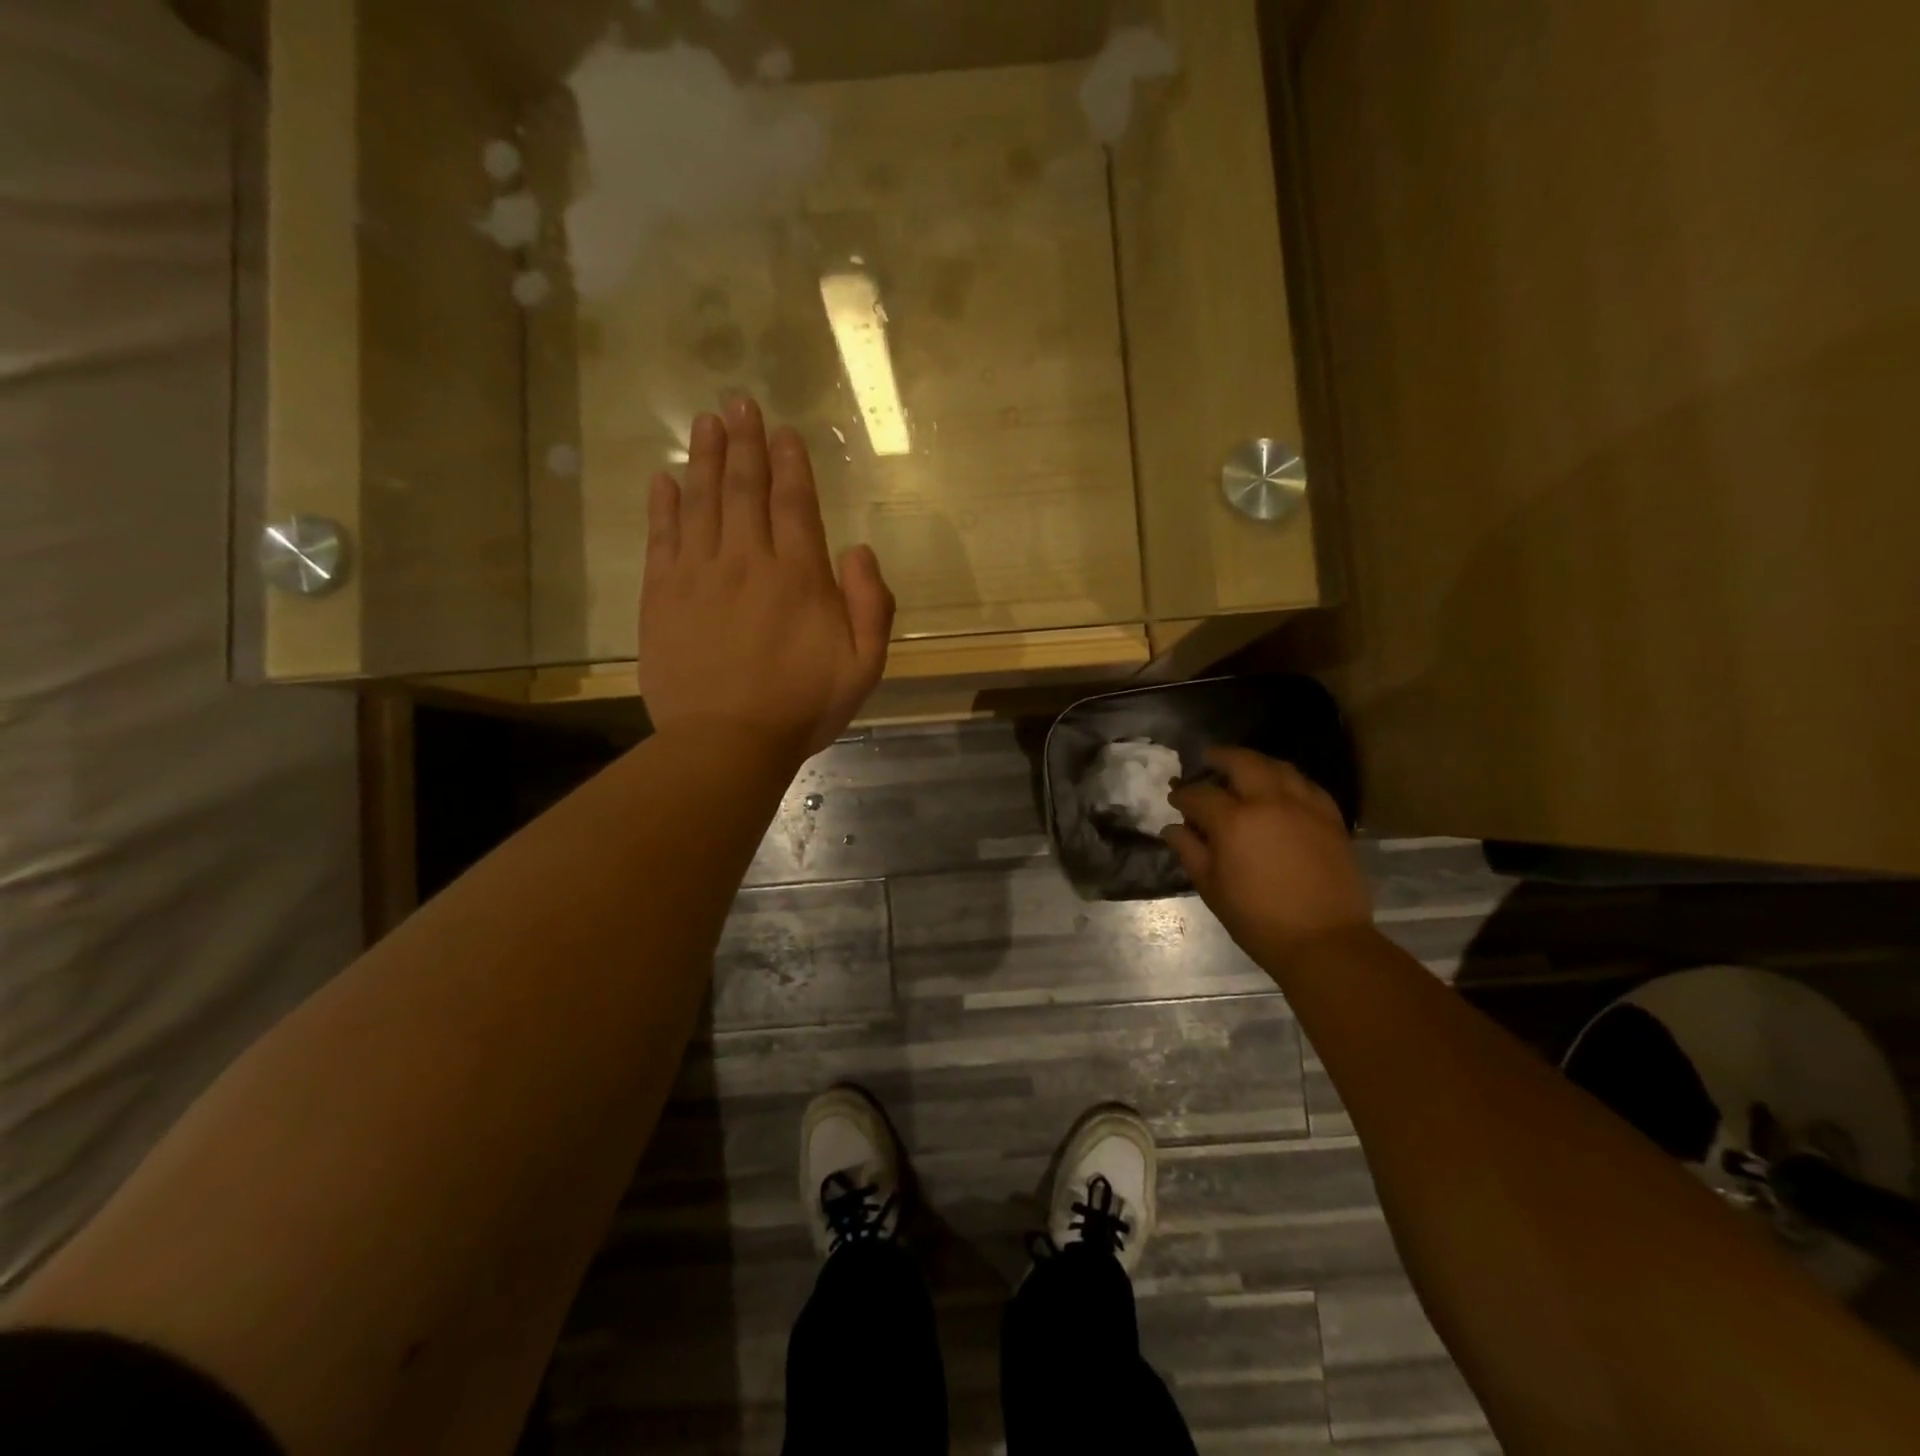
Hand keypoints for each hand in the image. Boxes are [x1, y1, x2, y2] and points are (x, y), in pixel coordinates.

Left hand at [640, 397, 894, 757]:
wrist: (726, 743)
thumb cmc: (803, 707)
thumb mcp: (864, 666)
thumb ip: (872, 605)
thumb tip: (858, 550)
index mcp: (799, 577)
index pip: (794, 504)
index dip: (790, 464)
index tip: (784, 431)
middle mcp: (748, 561)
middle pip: (745, 490)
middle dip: (746, 443)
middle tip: (739, 402)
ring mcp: (699, 575)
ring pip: (703, 502)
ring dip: (706, 459)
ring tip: (707, 422)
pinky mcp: (663, 596)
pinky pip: (662, 537)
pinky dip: (663, 504)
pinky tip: (665, 478)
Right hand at [1165, 747, 1373, 969]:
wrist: (1323, 941)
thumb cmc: (1257, 919)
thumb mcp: (1212, 888)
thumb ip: (1189, 851)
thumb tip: (1172, 828)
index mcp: (1234, 822)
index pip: (1200, 795)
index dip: (1183, 795)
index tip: (1175, 799)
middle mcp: (1269, 802)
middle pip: (1242, 762)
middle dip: (1219, 757)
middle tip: (1207, 759)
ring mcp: (1304, 807)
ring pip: (1279, 767)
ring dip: (1256, 763)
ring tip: (1245, 769)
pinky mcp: (1331, 818)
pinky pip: (1308, 786)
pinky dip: (1289, 781)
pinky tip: (1282, 789)